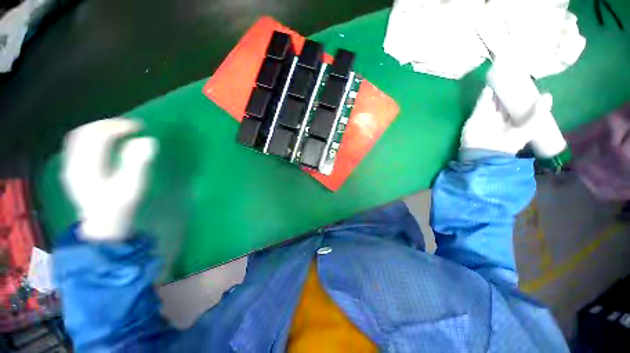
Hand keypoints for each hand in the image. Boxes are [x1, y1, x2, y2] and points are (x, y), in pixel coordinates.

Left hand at [61, 118, 157, 241]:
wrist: (103, 226)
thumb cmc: (120, 207)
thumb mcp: (132, 186)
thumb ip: (138, 162)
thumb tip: (147, 140)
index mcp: (88, 166)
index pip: (98, 135)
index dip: (118, 126)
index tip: (139, 127)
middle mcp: (74, 163)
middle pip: (85, 132)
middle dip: (107, 124)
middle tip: (128, 126)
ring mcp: (71, 167)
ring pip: (78, 137)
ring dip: (98, 129)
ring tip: (117, 130)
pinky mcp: (73, 172)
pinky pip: (77, 145)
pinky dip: (90, 137)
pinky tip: (103, 142)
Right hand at [460, 86, 552, 154]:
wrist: (483, 153)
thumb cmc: (506, 145)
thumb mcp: (527, 131)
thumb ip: (537, 115)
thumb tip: (547, 95)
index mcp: (514, 123)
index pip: (518, 106)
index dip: (522, 96)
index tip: (526, 83)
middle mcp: (500, 119)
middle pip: (505, 102)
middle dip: (508, 91)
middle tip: (513, 76)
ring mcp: (487, 117)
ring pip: (493, 101)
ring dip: (496, 91)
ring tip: (501, 77)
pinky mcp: (475, 116)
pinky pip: (481, 103)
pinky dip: (485, 95)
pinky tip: (490, 86)